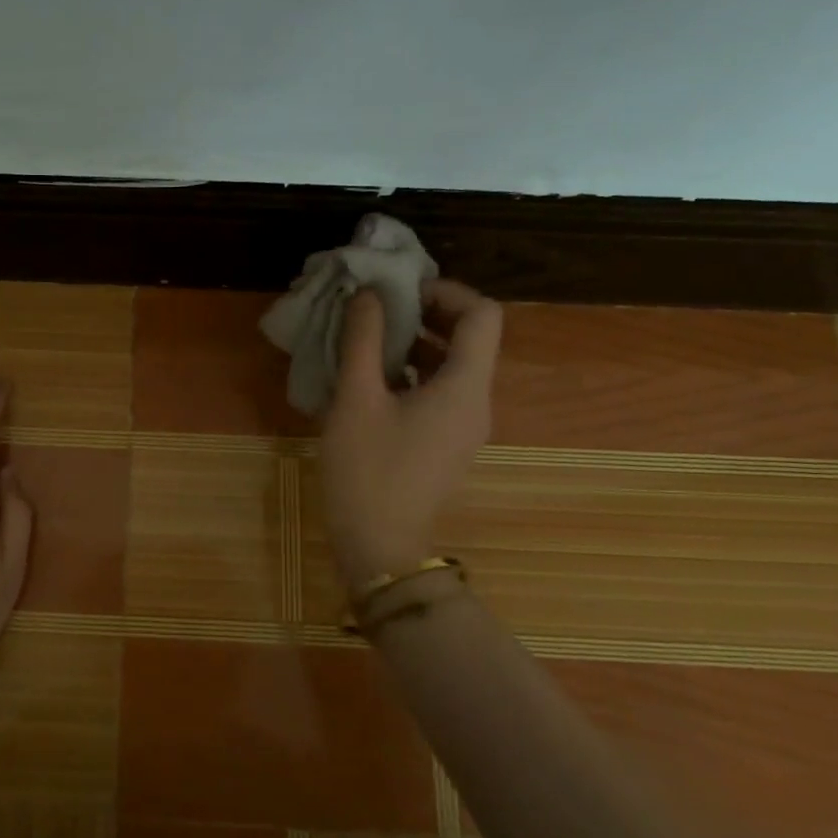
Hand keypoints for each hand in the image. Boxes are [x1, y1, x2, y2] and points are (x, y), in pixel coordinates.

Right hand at [319, 279, 501, 588]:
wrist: (378, 546)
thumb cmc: (367, 470)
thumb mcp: (356, 399)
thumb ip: (363, 340)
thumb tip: (368, 295)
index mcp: (464, 387)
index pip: (482, 314)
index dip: (446, 291)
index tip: (400, 292)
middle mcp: (476, 402)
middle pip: (470, 337)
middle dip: (427, 314)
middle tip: (379, 310)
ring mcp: (465, 426)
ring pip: (453, 365)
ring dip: (417, 343)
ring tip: (369, 339)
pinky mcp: (447, 442)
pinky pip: (441, 391)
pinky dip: (413, 372)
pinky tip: (372, 378)